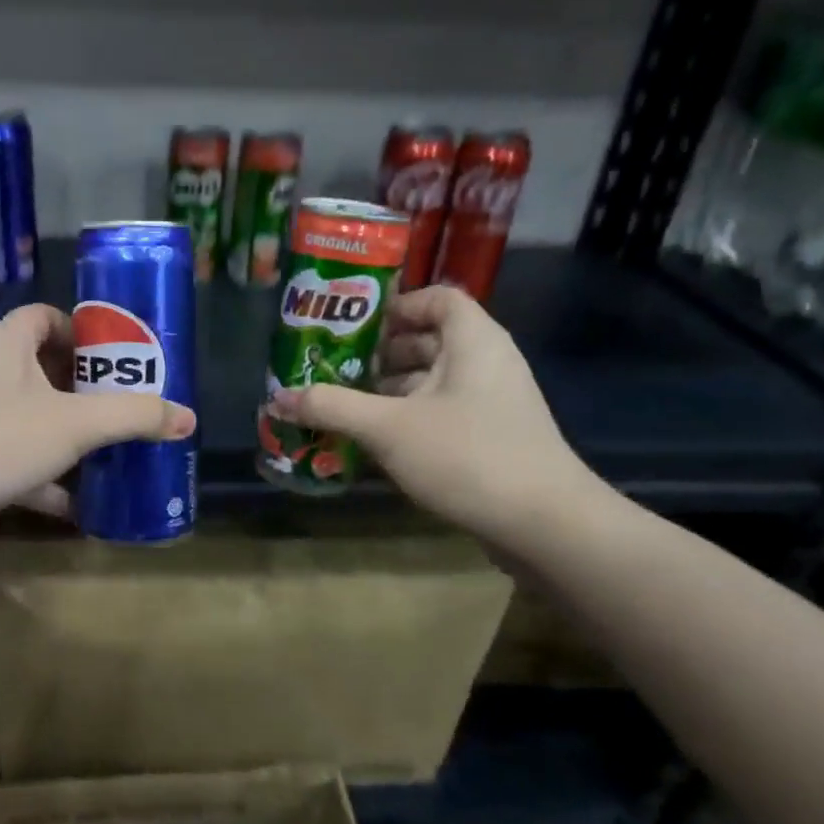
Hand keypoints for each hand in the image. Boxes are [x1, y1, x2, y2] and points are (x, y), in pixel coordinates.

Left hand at [0, 304, 195, 533]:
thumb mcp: (76, 424)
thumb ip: (134, 416)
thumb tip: (188, 417)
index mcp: (5, 342)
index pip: (46, 316)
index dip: (83, 332)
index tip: (117, 359)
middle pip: (43, 367)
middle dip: (84, 390)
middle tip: (124, 407)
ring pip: (30, 415)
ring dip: (67, 435)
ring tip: (110, 451)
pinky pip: (15, 456)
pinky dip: (44, 477)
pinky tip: (77, 504)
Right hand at [266, 285, 592, 546]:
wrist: (545, 525)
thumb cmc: (466, 455)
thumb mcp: (388, 428)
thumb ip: (331, 407)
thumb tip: (278, 398)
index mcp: (473, 340)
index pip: (437, 298)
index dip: (396, 305)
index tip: (354, 328)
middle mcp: (487, 362)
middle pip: (430, 339)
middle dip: (381, 353)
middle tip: (335, 367)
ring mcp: (493, 401)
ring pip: (434, 379)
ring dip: (391, 388)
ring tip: (345, 404)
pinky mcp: (493, 436)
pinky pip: (444, 410)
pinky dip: (410, 416)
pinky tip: (376, 439)